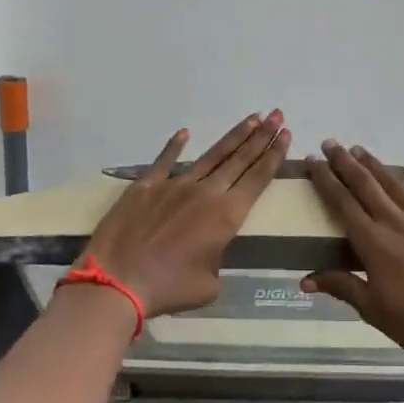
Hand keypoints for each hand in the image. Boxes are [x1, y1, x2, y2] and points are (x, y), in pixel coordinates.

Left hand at [80, 111, 290, 316]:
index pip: (257, 178)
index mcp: (226, 216)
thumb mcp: (209, 285)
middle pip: (239, 159)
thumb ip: (216, 260)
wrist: (117, 282)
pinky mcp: (145, 186)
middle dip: (261, 136)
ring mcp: (174, 185)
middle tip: (276, 114)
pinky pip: (164, 161)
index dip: (273, 156)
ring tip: (251, 119)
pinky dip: (175, 146)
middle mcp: (205, 192)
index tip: (286, 135)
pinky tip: (185, 133)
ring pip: (210, 156)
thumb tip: (208, 251)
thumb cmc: (169, 288)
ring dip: (233, 137)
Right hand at [302, 142, 403, 382]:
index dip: (325, 180)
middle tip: (331, 143)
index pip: (342, 203)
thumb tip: (304, 280)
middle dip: (345, 163)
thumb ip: (342, 287)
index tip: (313, 160)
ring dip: (377, 165)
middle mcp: (398, 222)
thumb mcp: (375, 311)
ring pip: (397, 184)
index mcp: (374, 243)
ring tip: (361, 150)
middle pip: (366, 185)